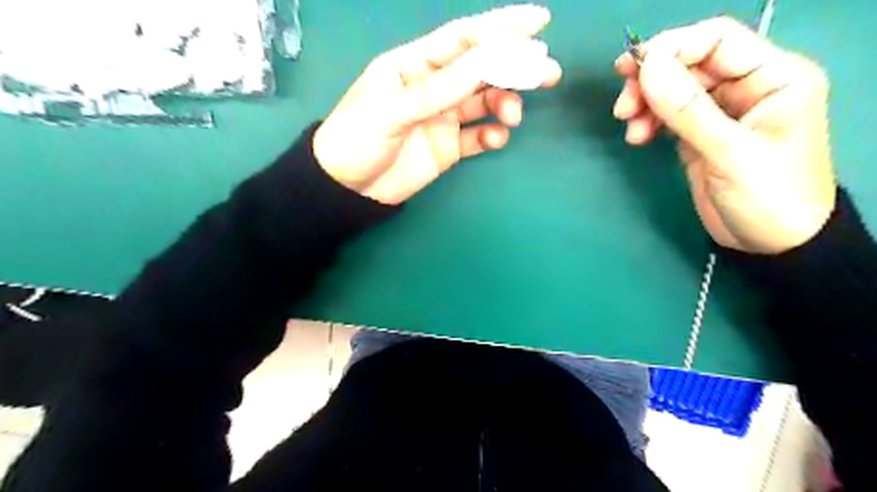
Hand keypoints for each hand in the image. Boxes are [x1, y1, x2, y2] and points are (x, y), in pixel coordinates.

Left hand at [314, 4, 560, 203]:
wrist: (348, 188)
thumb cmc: (357, 139)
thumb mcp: (392, 109)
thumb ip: (438, 88)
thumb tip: (487, 59)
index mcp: (414, 65)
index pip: (463, 38)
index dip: (501, 28)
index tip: (540, 23)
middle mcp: (433, 87)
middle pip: (481, 69)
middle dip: (515, 67)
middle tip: (547, 73)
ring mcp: (442, 118)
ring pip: (484, 102)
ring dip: (505, 103)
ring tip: (513, 115)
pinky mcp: (447, 147)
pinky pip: (477, 136)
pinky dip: (491, 135)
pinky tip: (495, 138)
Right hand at [612, 15, 838, 253]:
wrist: (770, 244)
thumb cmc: (768, 197)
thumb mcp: (729, 153)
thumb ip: (688, 110)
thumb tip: (647, 68)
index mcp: (773, 77)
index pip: (717, 40)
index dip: (672, 48)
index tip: (633, 71)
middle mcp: (747, 87)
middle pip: (690, 63)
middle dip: (652, 81)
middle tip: (623, 105)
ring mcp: (721, 111)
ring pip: (674, 89)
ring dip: (645, 103)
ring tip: (629, 127)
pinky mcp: (700, 134)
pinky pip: (669, 115)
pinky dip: (649, 121)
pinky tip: (638, 137)